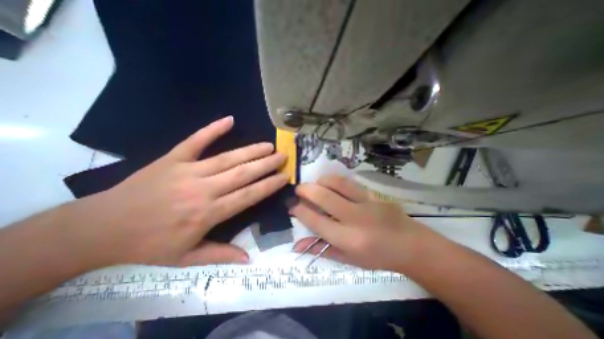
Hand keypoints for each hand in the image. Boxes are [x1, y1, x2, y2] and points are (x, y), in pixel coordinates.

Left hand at [66, 117, 288, 267]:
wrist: (99, 229)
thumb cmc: (147, 246)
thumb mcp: (185, 259)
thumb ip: (220, 256)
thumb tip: (249, 259)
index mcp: (208, 213)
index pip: (248, 195)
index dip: (269, 185)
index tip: (284, 177)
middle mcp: (203, 189)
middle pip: (242, 173)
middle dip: (266, 164)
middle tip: (283, 155)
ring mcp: (188, 171)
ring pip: (227, 158)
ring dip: (251, 150)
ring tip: (268, 145)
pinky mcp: (172, 159)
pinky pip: (196, 141)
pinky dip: (213, 129)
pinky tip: (229, 120)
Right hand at [291, 177, 436, 270]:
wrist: (410, 245)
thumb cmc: (377, 257)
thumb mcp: (348, 259)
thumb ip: (321, 249)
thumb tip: (297, 245)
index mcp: (348, 240)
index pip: (316, 221)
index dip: (300, 211)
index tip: (292, 205)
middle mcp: (355, 219)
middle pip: (324, 198)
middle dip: (306, 190)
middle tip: (298, 189)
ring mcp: (366, 203)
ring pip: (337, 184)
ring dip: (321, 181)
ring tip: (315, 184)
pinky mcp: (374, 194)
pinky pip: (350, 183)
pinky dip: (335, 181)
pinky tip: (331, 183)